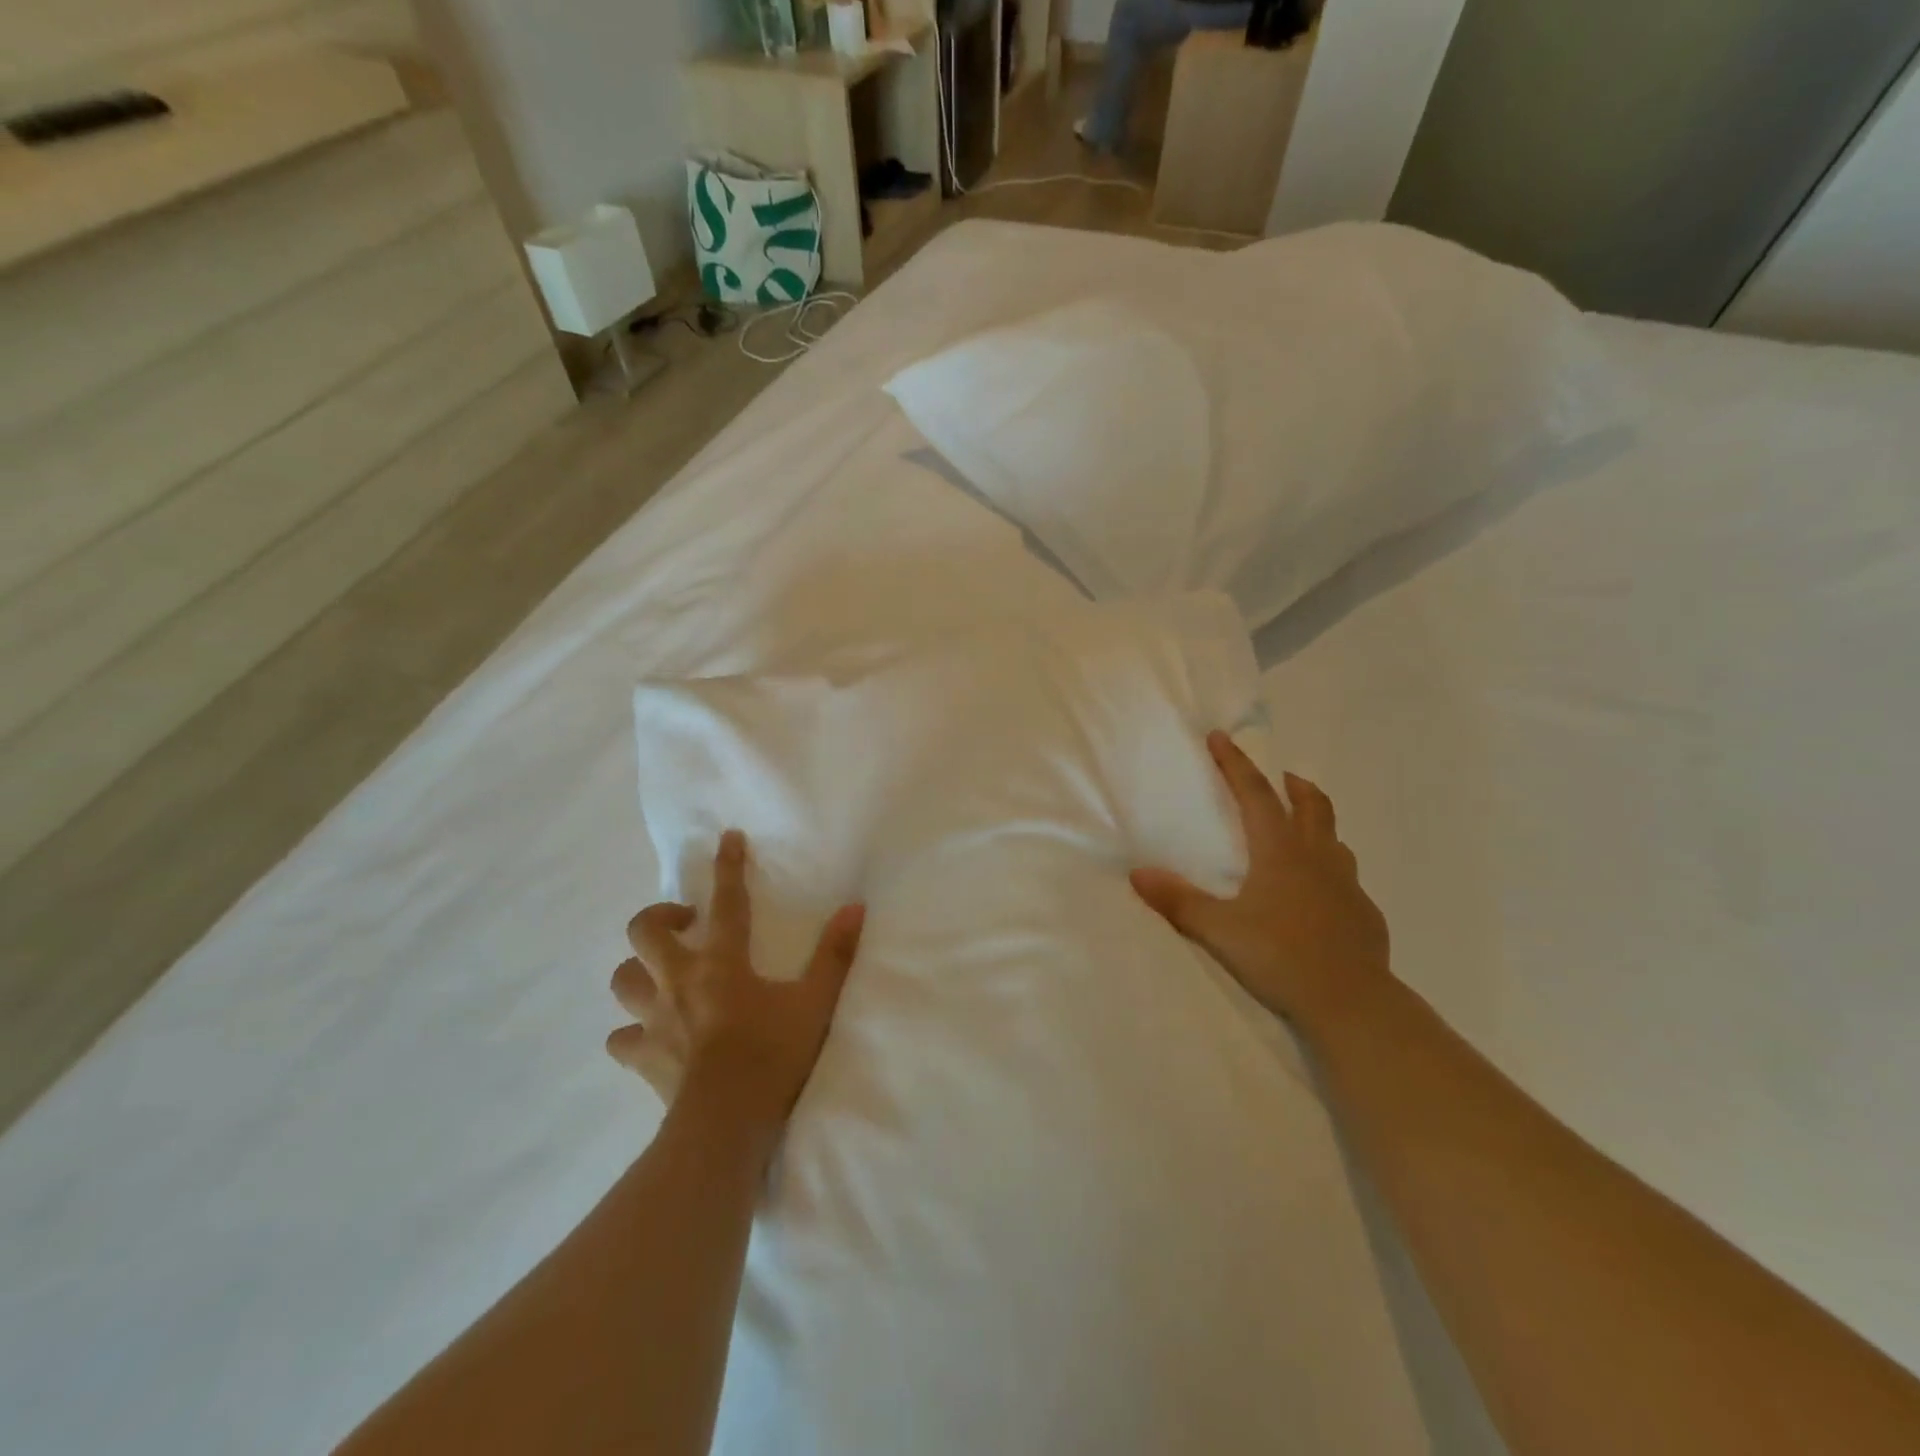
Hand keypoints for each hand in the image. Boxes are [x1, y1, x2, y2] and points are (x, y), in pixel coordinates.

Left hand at [608, 830, 864, 1132]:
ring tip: (663, 976)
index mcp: (722, 962)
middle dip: (659, 917)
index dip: (728, 866)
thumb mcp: (815, 1002)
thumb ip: (834, 954)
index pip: (727, 902)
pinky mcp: (642, 1057)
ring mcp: (654, 1019)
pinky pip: (621, 1038)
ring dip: (639, 971)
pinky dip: (630, 1031)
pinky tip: (648, 1035)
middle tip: (686, 925)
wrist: (727, 1123)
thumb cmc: (773, 1056)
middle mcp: (679, 980)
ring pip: (624, 979)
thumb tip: (855, 907)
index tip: (727, 838)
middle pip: (645, 931)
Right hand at [1131, 731, 1392, 1035]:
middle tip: (1282, 777)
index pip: (1255, 795)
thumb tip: (1138, 873)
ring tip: (1301, 829)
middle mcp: (1317, 859)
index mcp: (1281, 853)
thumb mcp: (1219, 930)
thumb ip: (1178, 901)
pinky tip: (1319, 894)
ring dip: (1316, 822)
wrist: (1352, 1004)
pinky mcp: (1364, 914)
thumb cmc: (1280, 957)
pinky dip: (1329, 870)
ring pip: (1334, 839)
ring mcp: (1347, 886)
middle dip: (1292, 786)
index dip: (1236, 764)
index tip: (1221, 737)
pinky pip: (1345, 878)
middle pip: (1311, 806)